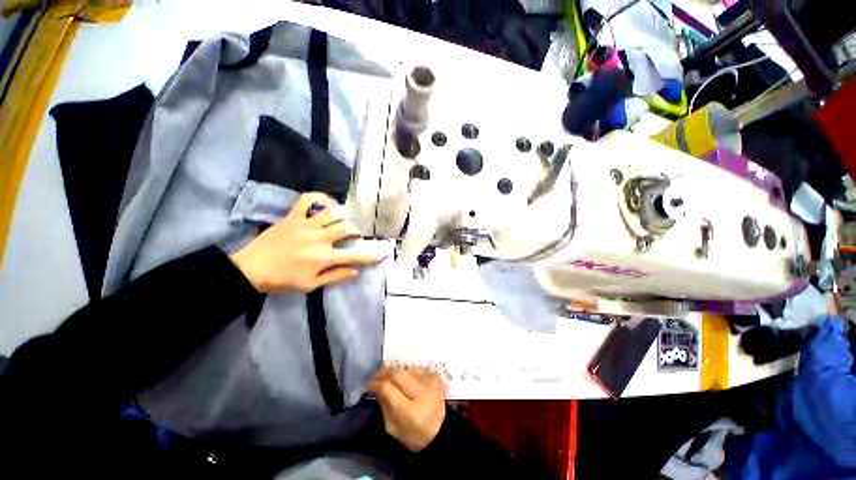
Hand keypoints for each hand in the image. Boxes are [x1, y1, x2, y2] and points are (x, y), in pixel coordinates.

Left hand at [229, 193, 384, 292]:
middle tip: (354, 234)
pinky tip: (324, 201)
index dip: (369, 255)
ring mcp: (305, 225)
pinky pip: (305, 200)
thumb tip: (355, 270)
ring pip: (331, 212)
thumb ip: (335, 276)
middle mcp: (319, 238)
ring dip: (341, 216)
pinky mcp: (292, 217)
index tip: (380, 254)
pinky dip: (316, 197)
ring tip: (340, 220)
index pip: (353, 255)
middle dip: (355, 230)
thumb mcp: (310, 285)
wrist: (250, 270)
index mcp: (323, 257)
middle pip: (346, 227)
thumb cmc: (282, 280)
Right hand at [369, 367, 446, 452]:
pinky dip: (407, 375)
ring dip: (395, 373)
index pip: (388, 388)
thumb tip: (375, 386)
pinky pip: (415, 371)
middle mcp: (422, 392)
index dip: (376, 383)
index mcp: (410, 412)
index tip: (368, 384)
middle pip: (397, 373)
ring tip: (389, 380)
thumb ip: (384, 405)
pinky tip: (405, 383)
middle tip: (375, 377)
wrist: (441, 431)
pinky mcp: (436, 376)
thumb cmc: (414, 434)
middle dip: (383, 372)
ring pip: (405, 369)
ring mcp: (431, 381)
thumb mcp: (393, 428)